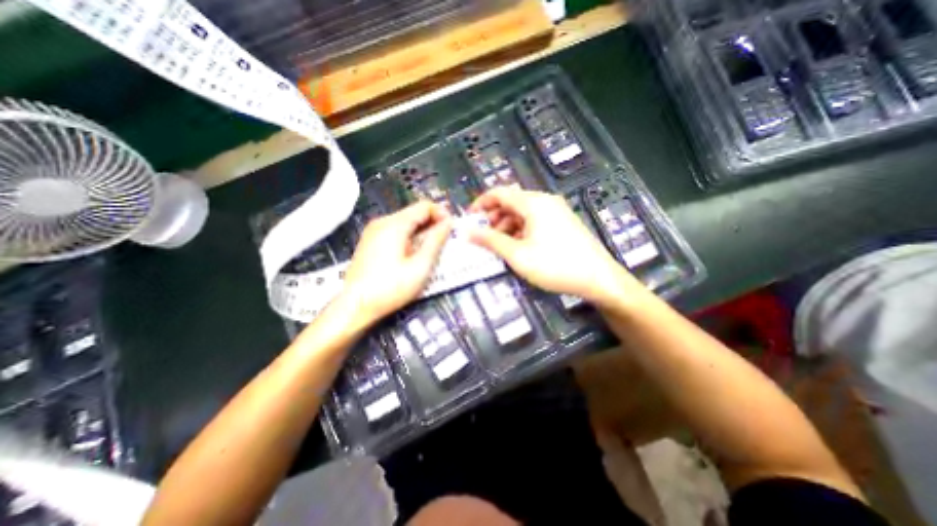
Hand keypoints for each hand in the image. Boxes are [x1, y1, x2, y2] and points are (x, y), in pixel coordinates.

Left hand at [341, 200, 452, 324]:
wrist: (354, 307)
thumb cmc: (391, 288)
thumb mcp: (420, 266)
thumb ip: (436, 241)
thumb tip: (448, 223)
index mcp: (394, 224)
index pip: (424, 206)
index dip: (442, 214)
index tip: (452, 230)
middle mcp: (382, 222)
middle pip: (414, 213)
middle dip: (433, 224)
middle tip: (445, 242)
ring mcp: (373, 231)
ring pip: (405, 222)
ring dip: (422, 231)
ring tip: (431, 250)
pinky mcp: (370, 242)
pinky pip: (395, 231)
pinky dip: (409, 237)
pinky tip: (413, 254)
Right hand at [469, 187, 644, 303]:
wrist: (598, 278)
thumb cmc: (554, 265)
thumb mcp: (517, 255)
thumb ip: (491, 241)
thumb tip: (467, 232)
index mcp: (533, 203)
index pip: (500, 193)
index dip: (481, 203)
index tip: (469, 219)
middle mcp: (545, 201)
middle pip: (512, 202)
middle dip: (494, 217)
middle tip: (483, 236)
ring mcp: (556, 211)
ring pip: (523, 212)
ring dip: (507, 224)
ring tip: (500, 244)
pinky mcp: (562, 222)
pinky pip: (535, 220)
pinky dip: (521, 229)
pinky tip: (519, 245)